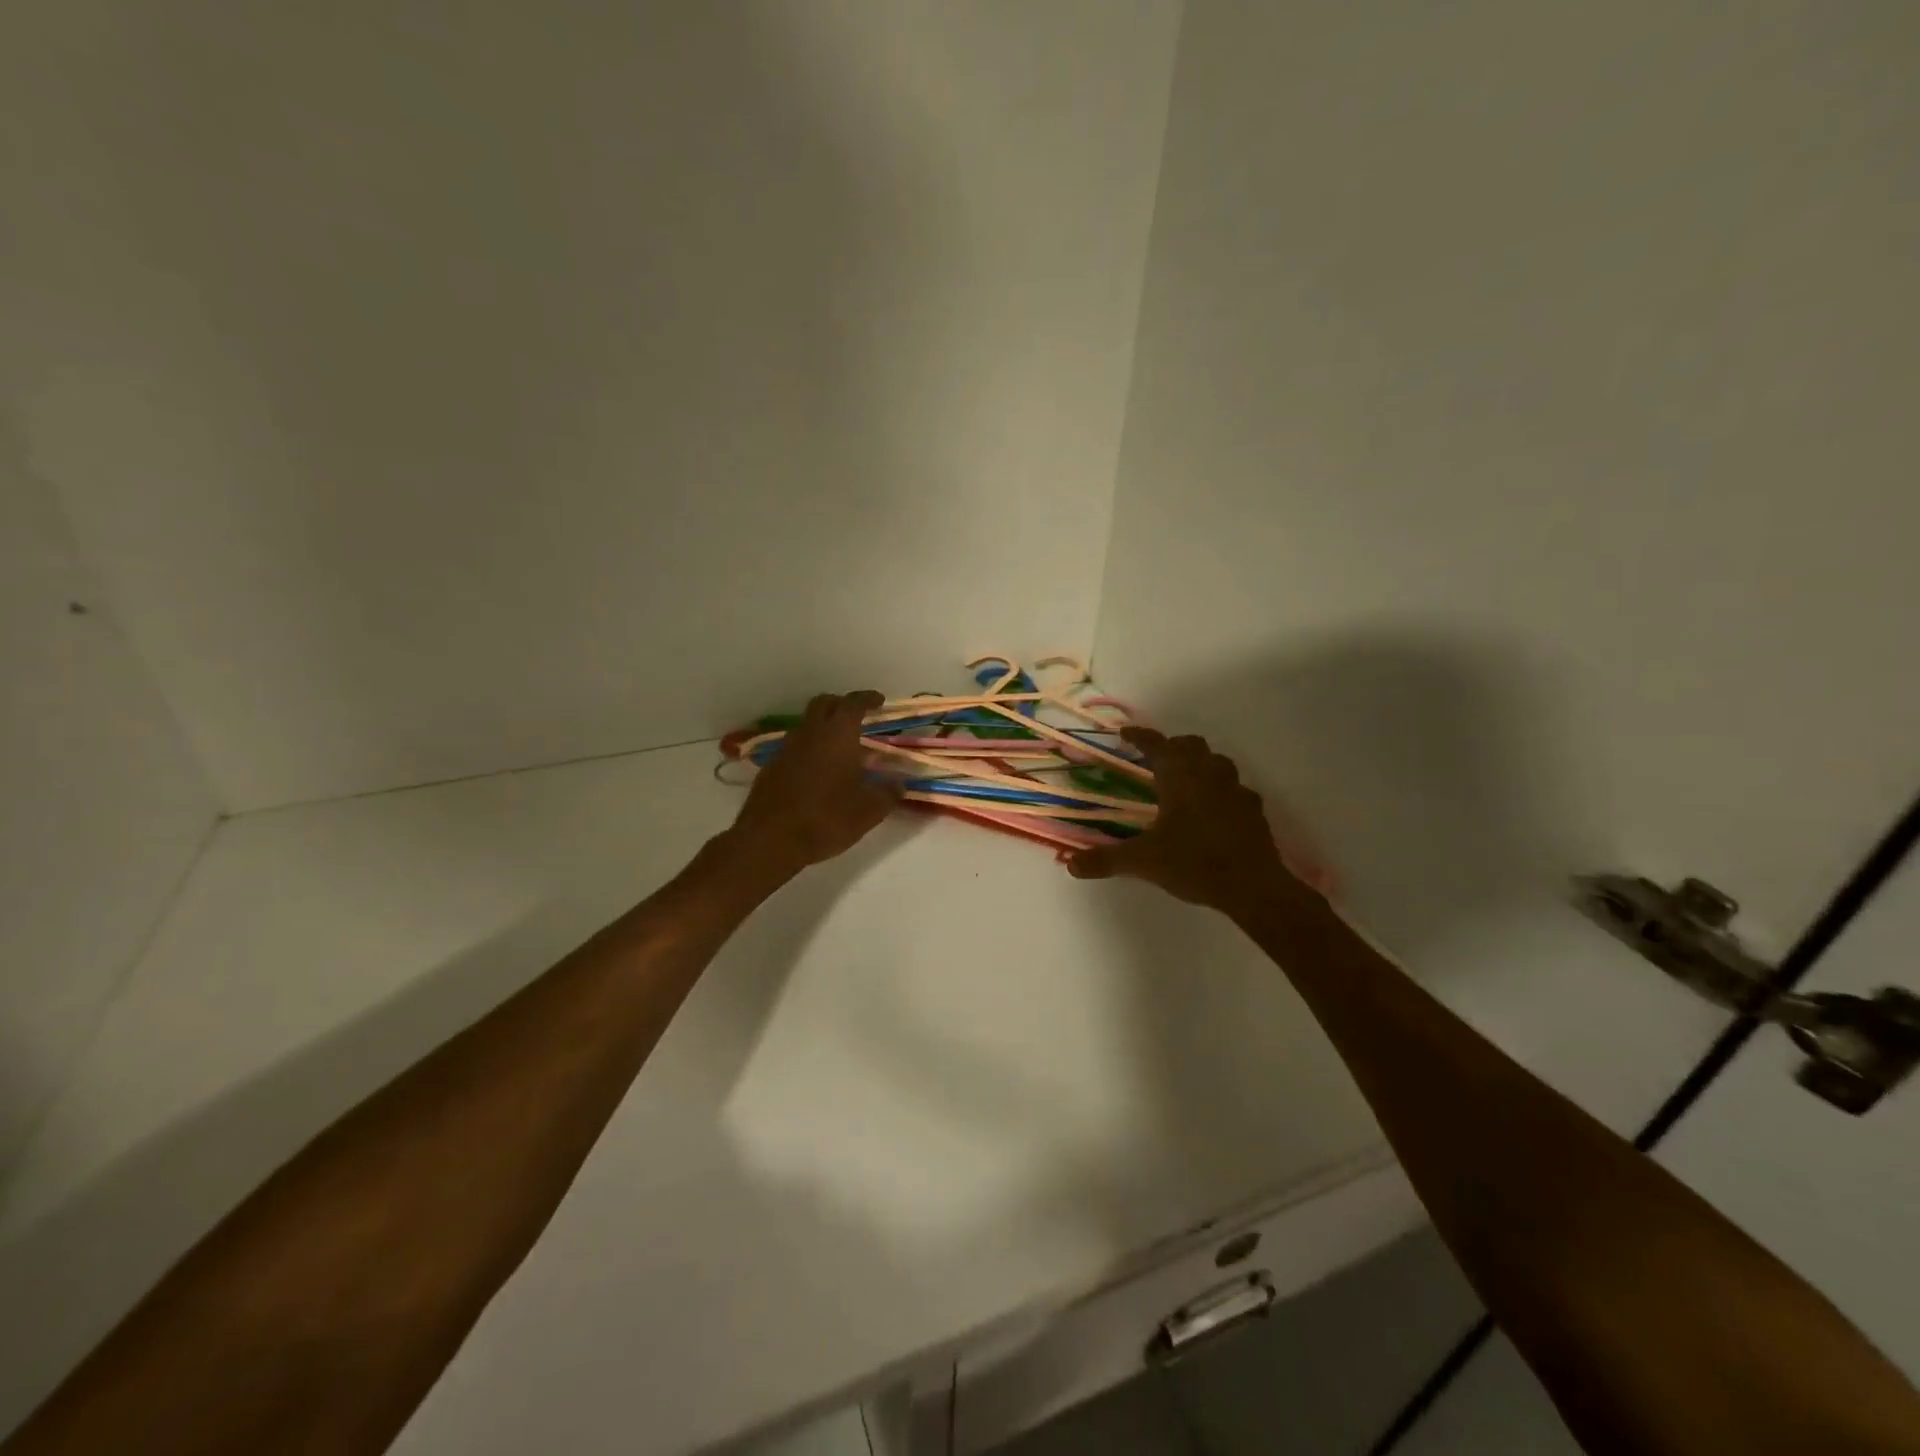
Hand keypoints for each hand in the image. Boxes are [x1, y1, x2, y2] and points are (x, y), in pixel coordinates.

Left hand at [728, 691, 900, 876]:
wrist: (770, 839)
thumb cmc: (826, 819)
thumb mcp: (868, 811)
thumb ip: (887, 793)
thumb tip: (899, 783)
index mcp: (838, 735)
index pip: (854, 703)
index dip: (868, 698)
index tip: (879, 701)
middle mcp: (810, 733)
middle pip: (824, 703)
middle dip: (842, 704)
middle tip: (857, 716)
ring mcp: (787, 748)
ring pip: (807, 724)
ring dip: (823, 726)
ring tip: (839, 746)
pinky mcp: (771, 767)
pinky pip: (794, 746)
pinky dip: (809, 748)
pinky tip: (817, 770)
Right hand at [1066, 727, 1313, 921]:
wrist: (1252, 886)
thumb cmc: (1193, 862)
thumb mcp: (1143, 861)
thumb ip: (1106, 860)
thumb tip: (1070, 865)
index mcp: (1179, 777)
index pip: (1156, 745)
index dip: (1140, 736)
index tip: (1125, 733)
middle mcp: (1208, 775)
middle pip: (1191, 745)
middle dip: (1172, 746)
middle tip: (1155, 758)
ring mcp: (1236, 790)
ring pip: (1218, 762)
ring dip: (1201, 763)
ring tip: (1186, 779)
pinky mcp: (1254, 810)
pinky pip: (1237, 790)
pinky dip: (1223, 791)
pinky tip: (1217, 809)